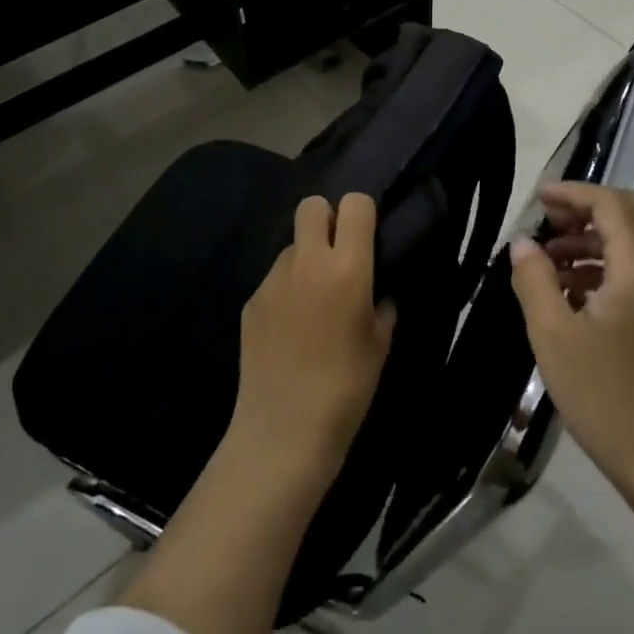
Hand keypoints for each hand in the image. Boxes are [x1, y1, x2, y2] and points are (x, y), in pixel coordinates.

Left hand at [232, 193, 396, 479]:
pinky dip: (287, 289)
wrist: (285, 429)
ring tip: (313, 300)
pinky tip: (291, 327)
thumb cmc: (347, 387)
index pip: (354, 204)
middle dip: (327, 219)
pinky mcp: (251, 301)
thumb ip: (382, 304)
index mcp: (347, 267)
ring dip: (306, 258)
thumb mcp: (380, 343)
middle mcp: (307, 261)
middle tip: (338, 255)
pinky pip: (275, 278)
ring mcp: (273, 279)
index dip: (362, 213)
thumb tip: (376, 290)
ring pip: (292, 245)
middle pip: (312, 205)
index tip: (367, 236)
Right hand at [509, 182, 633, 514]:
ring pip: (633, 244)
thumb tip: (523, 243)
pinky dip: (602, 266)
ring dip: (591, 239)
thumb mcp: (554, 336)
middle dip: (585, 209)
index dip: (573, 193)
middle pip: (630, 214)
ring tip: (546, 260)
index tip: (537, 198)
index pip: (612, 204)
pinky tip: (568, 293)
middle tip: (544, 222)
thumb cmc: (607, 396)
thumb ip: (534, 280)